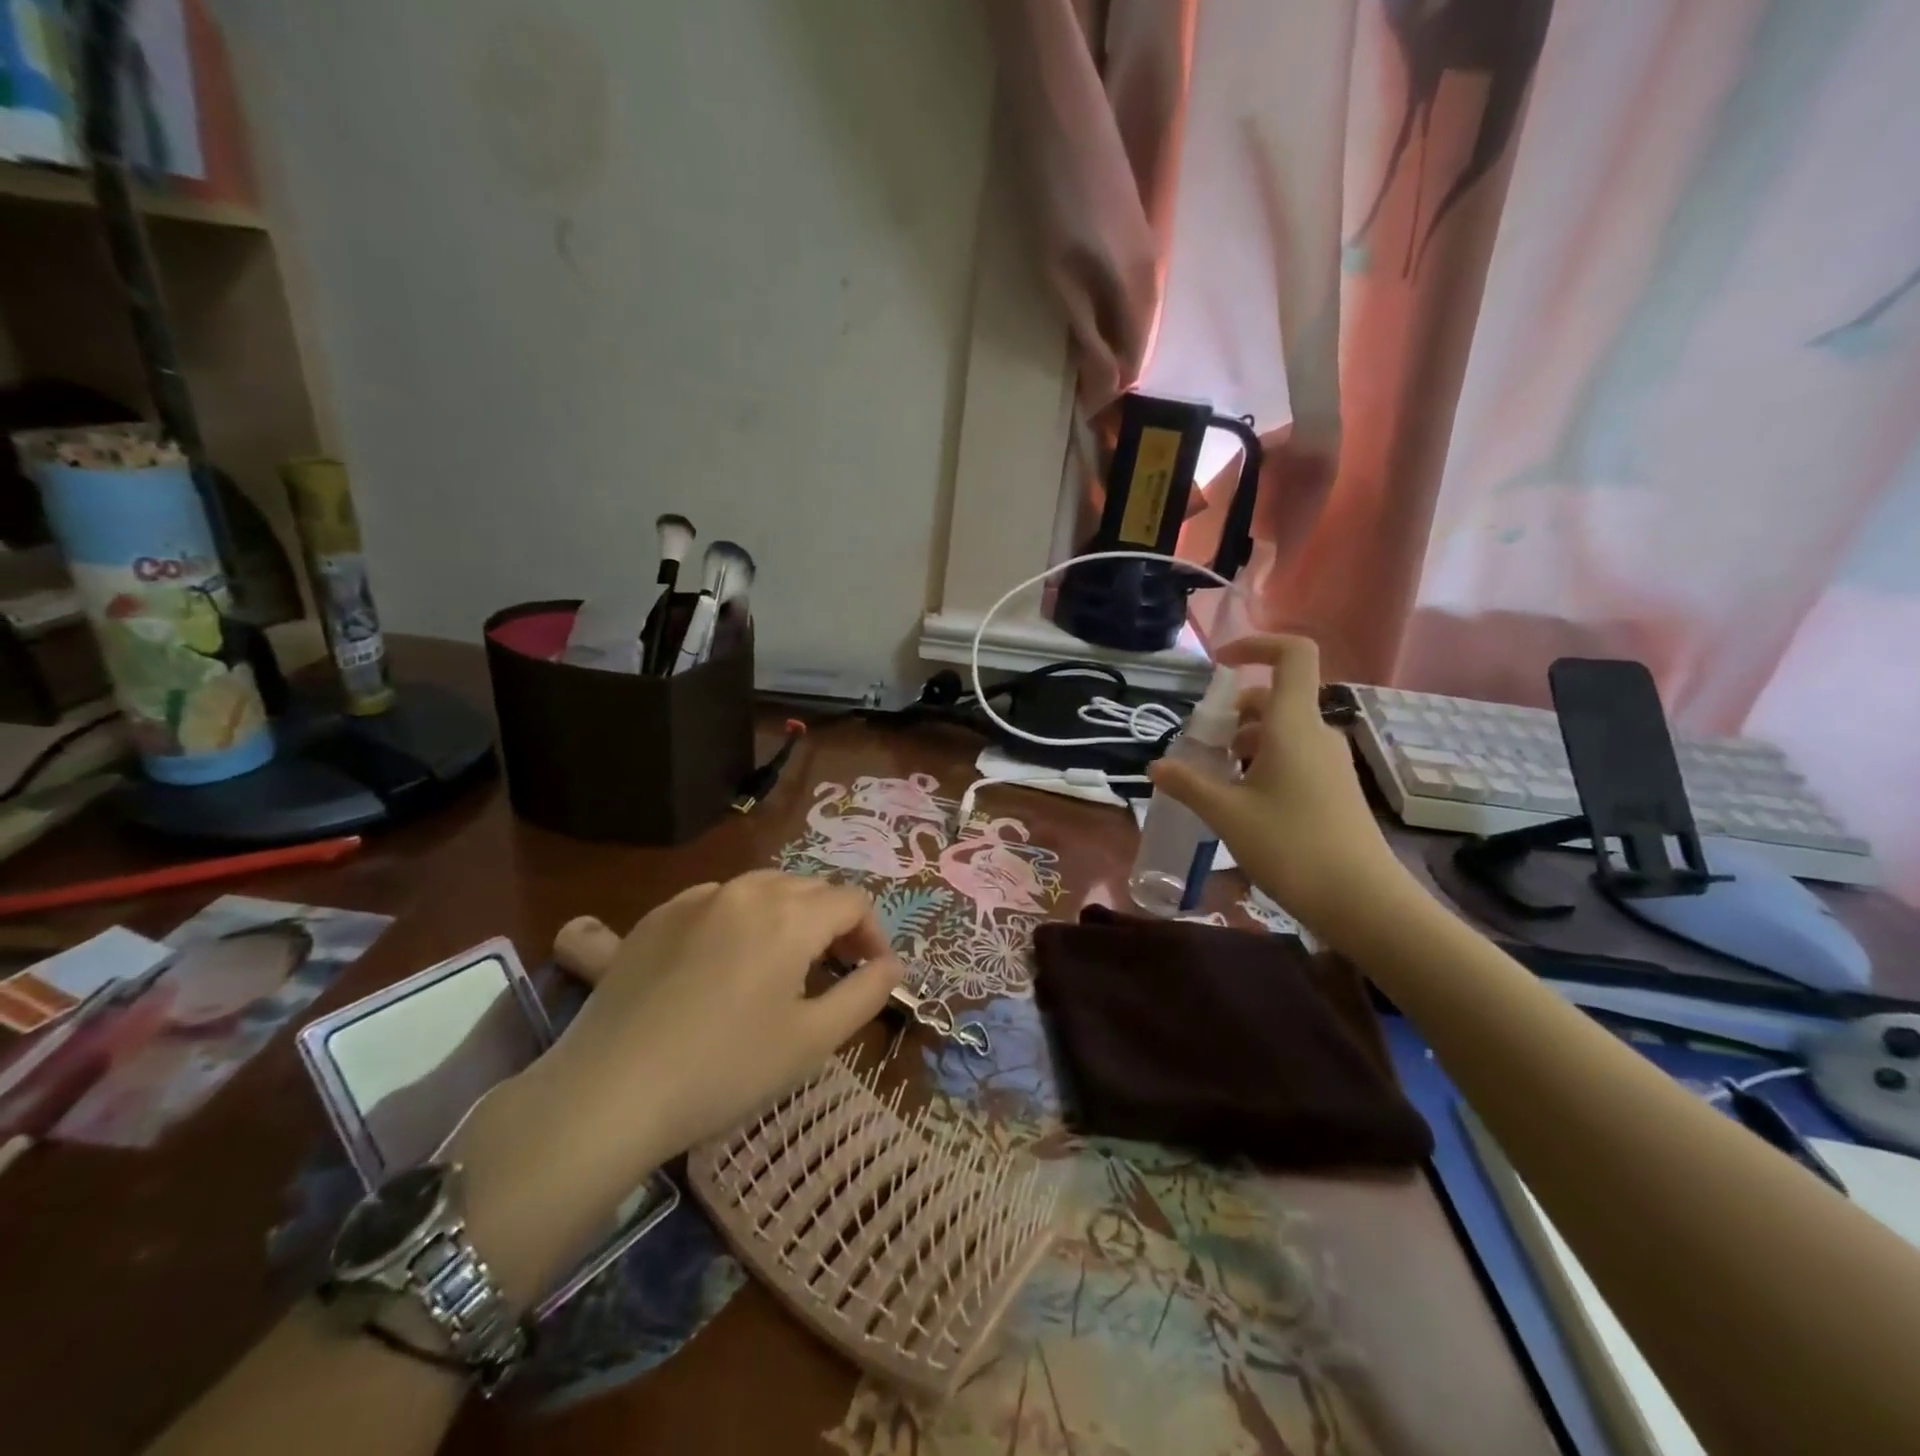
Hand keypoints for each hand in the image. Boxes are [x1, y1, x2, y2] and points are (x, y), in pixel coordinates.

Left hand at [544, 870, 904, 1161]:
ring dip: (784, 916)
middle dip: (831, 923)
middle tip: (831, 972)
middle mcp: (744, 890)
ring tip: (779, 963)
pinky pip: (711, 903)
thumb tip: (894, 964)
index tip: (871, 974)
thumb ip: (866, 993)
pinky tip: (720, 959)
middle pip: (807, 889)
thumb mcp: (813, 1040)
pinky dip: (734, 920)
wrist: (609, 1093)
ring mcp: (692, 900)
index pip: (852, 902)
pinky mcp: (651, 919)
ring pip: (759, 889)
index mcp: (789, 914)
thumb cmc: (726, 1069)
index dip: (872, 934)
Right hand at [1148, 634, 1419, 943]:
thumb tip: (1155, 767)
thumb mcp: (1226, 814)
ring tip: (1213, 778)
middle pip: (1273, 697)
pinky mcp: (1334, 787)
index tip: (1218, 664)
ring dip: (1243, 741)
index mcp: (1293, 725)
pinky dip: (1262, 762)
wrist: (1362, 901)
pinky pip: (1293, 755)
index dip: (1256, 644)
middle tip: (1199, 745)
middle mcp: (1316, 733)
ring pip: (1280, 730)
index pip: (1292, 654)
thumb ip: (1188, 784)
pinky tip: (1241, 800)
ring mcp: (1329, 761)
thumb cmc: (1291, 846)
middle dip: (1231, 712)